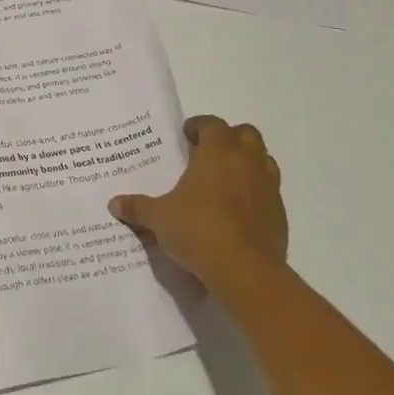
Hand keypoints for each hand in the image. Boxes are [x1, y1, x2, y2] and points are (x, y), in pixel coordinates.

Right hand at [110, 116, 286, 282]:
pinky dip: (255, 192)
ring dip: (247, 162)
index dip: (199, 126)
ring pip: (263, 160)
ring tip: (226, 178)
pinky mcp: (279, 213)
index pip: (212, 124)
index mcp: (217, 152)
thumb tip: (114, 204)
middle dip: (228, 138)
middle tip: (208, 152)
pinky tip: (238, 210)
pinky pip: (269, 191)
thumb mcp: (159, 218)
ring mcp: (268, 187)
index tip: (186, 135)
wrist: (245, 270)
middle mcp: (247, 161)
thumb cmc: (198, 230)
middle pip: (245, 134)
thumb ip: (137, 208)